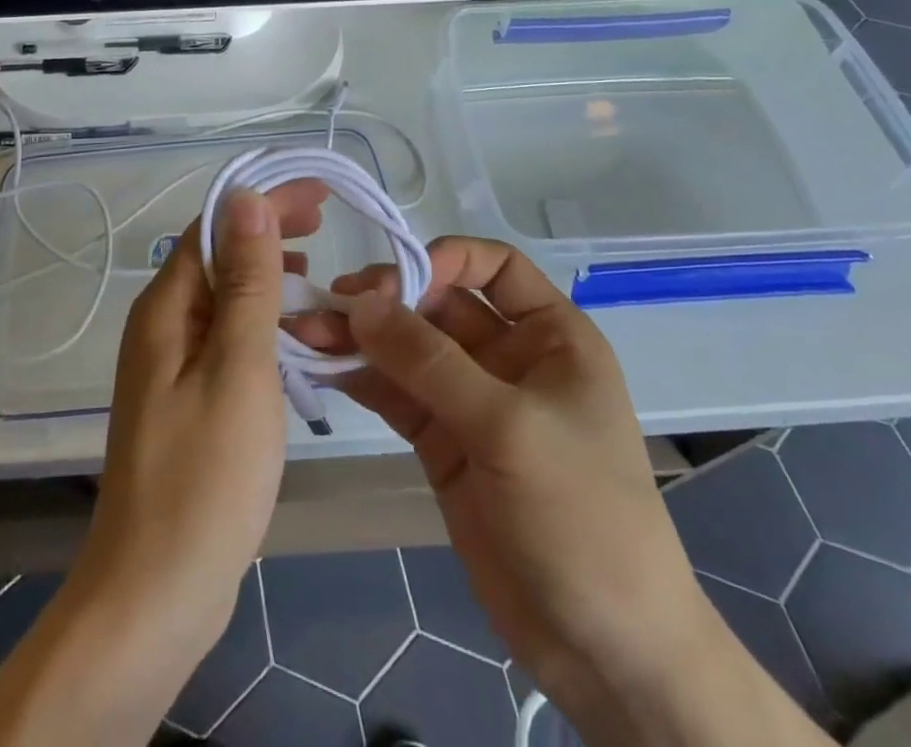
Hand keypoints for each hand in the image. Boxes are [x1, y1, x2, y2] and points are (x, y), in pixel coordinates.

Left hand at [69, 181, 327, 658]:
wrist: (154, 595)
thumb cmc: (205, 476)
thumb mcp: (238, 367)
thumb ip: (246, 282)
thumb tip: (246, 197)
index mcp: (166, 308)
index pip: (214, 227)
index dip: (264, 201)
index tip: (320, 193)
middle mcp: (160, 326)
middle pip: (215, 255)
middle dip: (266, 230)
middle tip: (324, 222)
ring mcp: (170, 366)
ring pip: (221, 297)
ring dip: (265, 274)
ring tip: (314, 271)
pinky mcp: (184, 401)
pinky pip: (224, 337)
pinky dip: (259, 320)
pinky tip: (290, 335)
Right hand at [298, 239, 826, 746]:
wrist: (603, 652)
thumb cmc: (581, 517)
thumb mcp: (509, 428)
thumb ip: (430, 362)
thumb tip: (359, 301)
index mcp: (550, 336)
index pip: (494, 266)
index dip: (443, 259)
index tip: (393, 280)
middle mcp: (509, 357)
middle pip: (439, 305)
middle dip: (386, 300)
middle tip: (330, 303)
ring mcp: (472, 401)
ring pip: (409, 349)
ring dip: (361, 337)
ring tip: (307, 330)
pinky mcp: (443, 443)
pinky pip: (396, 393)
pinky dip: (361, 378)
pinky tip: (324, 367)